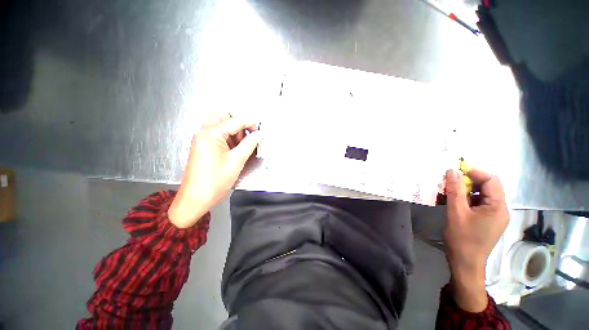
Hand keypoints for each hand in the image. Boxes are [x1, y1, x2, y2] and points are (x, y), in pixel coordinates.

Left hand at [169, 112, 261, 227]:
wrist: (196, 197)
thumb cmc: (215, 180)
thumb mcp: (236, 161)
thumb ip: (249, 144)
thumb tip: (259, 134)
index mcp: (211, 133)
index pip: (234, 119)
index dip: (250, 122)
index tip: (260, 131)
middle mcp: (204, 131)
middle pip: (223, 114)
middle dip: (239, 120)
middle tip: (250, 133)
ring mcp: (203, 138)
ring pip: (221, 123)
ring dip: (235, 129)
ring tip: (244, 144)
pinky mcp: (204, 146)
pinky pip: (219, 134)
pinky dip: (230, 137)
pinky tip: (237, 148)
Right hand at [444, 168, 508, 311]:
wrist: (465, 262)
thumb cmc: (462, 238)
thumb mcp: (456, 212)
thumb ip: (455, 190)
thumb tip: (452, 171)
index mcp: (498, 207)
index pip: (491, 181)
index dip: (474, 173)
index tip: (455, 171)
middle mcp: (500, 209)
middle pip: (487, 187)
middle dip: (468, 181)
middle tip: (449, 182)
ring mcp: (495, 216)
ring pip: (482, 195)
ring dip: (466, 191)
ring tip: (448, 192)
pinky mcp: (487, 221)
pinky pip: (479, 204)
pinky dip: (467, 199)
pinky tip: (454, 202)